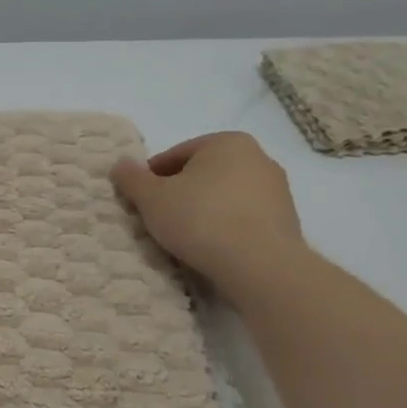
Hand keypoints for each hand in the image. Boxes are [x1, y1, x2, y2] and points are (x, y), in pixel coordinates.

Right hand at [111, 132, 305, 285]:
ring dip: (203, 212)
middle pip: (203, 175)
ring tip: (182, 238)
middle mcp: (258, 158)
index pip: (176, 155)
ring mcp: (277, 190)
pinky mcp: (286, 222)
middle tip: (158, 219)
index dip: (151, 178)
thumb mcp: (152, 198)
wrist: (259, 265)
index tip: (139, 201)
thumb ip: (132, 178)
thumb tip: (120, 165)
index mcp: (227, 142)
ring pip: (225, 198)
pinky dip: (225, 229)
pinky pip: (243, 220)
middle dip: (179, 194)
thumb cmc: (201, 219)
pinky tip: (210, 249)